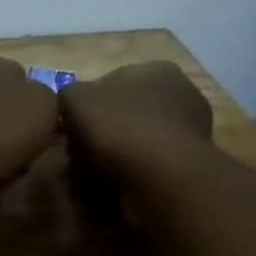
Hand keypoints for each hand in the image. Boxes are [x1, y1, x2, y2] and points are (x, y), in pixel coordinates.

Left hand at [0, 56, 59, 216]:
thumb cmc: (1, 126)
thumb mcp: (47, 101)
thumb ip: (53, 99)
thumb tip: (46, 110)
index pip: (23, 75)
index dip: (41, 99)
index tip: (55, 121)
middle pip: (8, 108)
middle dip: (24, 128)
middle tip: (44, 146)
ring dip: (10, 151)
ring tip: (24, 165)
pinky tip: (2, 179)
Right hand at [59, 61, 213, 183]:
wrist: (164, 180)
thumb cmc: (121, 130)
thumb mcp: (77, 101)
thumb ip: (68, 94)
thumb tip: (69, 103)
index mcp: (156, 70)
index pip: (109, 82)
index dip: (83, 106)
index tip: (68, 130)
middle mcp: (179, 93)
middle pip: (122, 112)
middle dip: (97, 133)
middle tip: (76, 155)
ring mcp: (188, 129)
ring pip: (133, 140)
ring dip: (110, 155)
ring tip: (89, 175)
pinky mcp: (187, 162)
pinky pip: (146, 163)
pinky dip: (128, 172)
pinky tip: (110, 185)